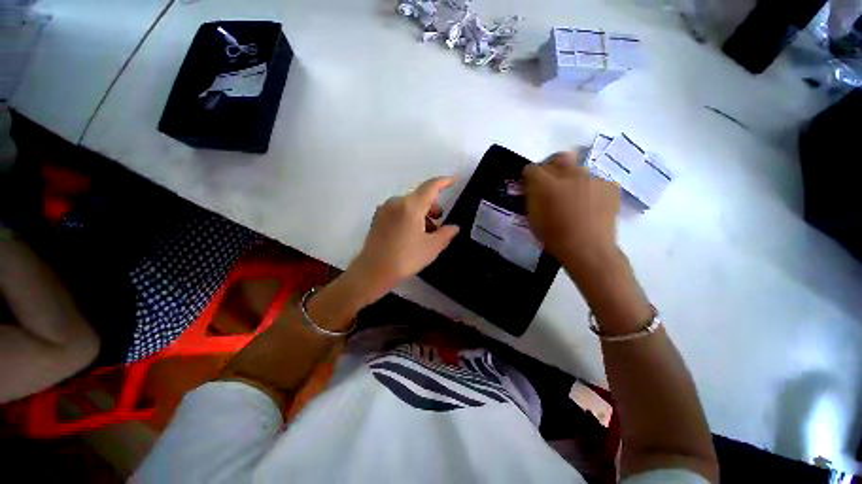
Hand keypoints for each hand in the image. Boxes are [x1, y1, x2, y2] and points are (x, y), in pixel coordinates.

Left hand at [346, 176, 459, 302]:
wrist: (373, 271)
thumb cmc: (405, 259)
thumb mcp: (431, 247)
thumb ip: (446, 233)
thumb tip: (454, 227)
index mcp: (411, 206)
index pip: (430, 187)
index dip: (444, 182)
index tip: (453, 179)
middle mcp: (396, 202)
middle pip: (419, 196)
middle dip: (432, 206)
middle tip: (439, 222)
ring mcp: (385, 209)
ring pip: (409, 204)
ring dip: (421, 213)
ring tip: (426, 232)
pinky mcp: (378, 217)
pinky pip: (399, 210)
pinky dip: (409, 216)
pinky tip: (412, 233)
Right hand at [523, 151, 620, 268]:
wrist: (588, 249)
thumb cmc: (555, 236)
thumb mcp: (533, 217)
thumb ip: (532, 196)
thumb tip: (534, 186)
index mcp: (546, 184)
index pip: (532, 168)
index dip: (529, 176)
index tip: (530, 185)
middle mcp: (570, 174)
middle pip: (558, 159)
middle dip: (551, 169)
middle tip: (552, 186)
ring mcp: (593, 178)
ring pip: (578, 169)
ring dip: (572, 179)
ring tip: (574, 198)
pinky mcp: (610, 185)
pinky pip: (595, 180)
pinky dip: (590, 188)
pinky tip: (590, 204)